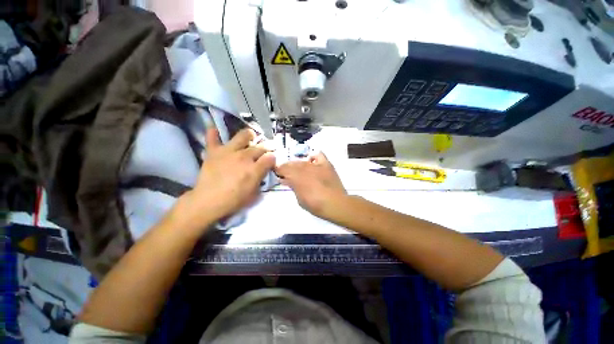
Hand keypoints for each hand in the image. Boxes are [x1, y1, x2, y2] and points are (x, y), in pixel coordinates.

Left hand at [171, 128, 275, 233]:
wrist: (208, 201)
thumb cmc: (234, 200)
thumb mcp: (254, 193)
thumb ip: (261, 178)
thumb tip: (265, 170)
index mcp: (254, 169)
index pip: (270, 157)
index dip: (273, 158)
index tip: (272, 161)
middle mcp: (244, 157)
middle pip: (260, 147)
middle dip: (267, 147)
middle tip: (265, 150)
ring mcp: (228, 151)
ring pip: (243, 135)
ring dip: (249, 135)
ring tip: (250, 137)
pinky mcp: (214, 151)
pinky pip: (213, 138)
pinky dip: (214, 133)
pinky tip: (216, 131)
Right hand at [275, 152, 346, 219]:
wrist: (335, 203)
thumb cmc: (315, 205)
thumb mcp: (299, 199)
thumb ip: (292, 187)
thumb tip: (286, 180)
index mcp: (295, 177)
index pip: (282, 168)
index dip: (279, 171)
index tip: (279, 174)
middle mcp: (304, 167)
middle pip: (292, 163)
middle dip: (288, 168)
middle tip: (288, 174)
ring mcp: (315, 165)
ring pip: (302, 161)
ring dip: (298, 164)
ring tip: (299, 171)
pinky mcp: (326, 164)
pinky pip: (318, 155)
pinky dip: (313, 157)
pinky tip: (312, 162)